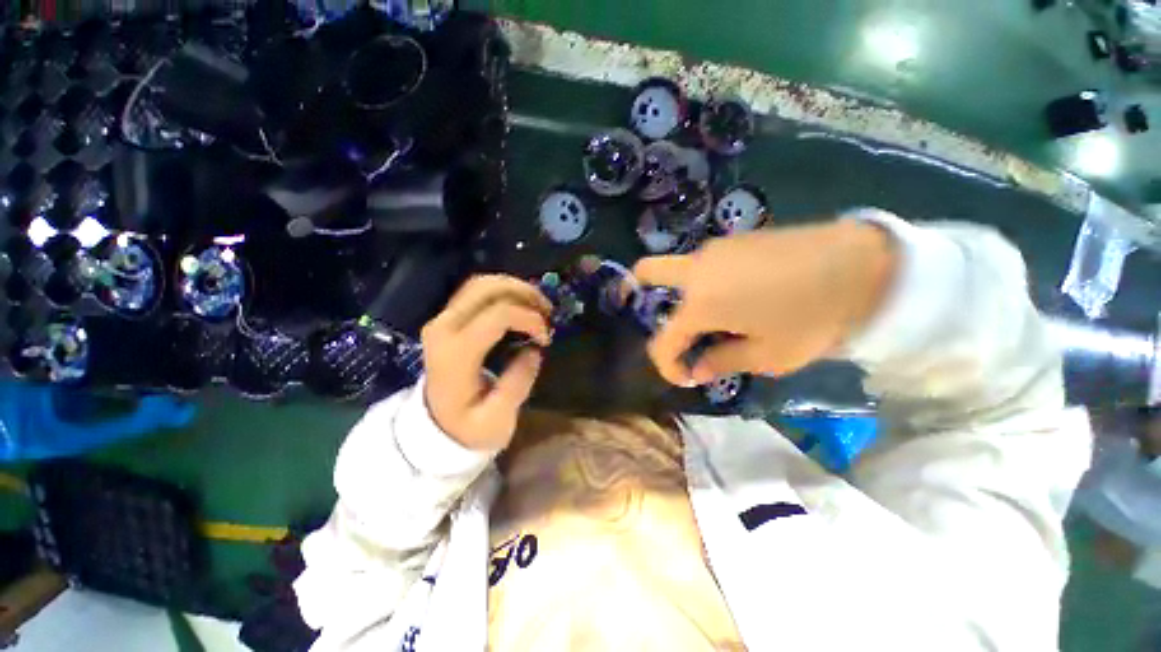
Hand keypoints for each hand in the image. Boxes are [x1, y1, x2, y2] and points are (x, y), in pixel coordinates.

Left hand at [421, 275, 551, 450]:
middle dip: (524, 293)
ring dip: (515, 288)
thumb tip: (534, 350)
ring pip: (481, 284)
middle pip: (486, 288)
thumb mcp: (496, 419)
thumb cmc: (467, 427)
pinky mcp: (448, 318)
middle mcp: (444, 327)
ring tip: (538, 306)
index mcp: (455, 353)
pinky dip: (503, 292)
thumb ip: (518, 384)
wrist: (435, 426)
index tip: (546, 338)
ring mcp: (442, 319)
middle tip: (548, 311)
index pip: (497, 315)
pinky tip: (521, 305)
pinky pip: (477, 292)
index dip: (529, 319)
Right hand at [633, 220, 897, 385]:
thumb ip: (723, 362)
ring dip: (682, 294)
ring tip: (713, 316)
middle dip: (636, 290)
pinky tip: (735, 294)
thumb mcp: (768, 355)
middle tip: (645, 308)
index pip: (663, 341)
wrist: (860, 264)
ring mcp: (714, 250)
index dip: (667, 365)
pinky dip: (705, 281)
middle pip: (647, 272)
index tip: (685, 378)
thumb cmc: (811, 318)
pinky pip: (705, 263)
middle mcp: (696, 272)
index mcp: (700, 304)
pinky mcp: (734, 240)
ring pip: (679, 270)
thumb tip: (698, 369)